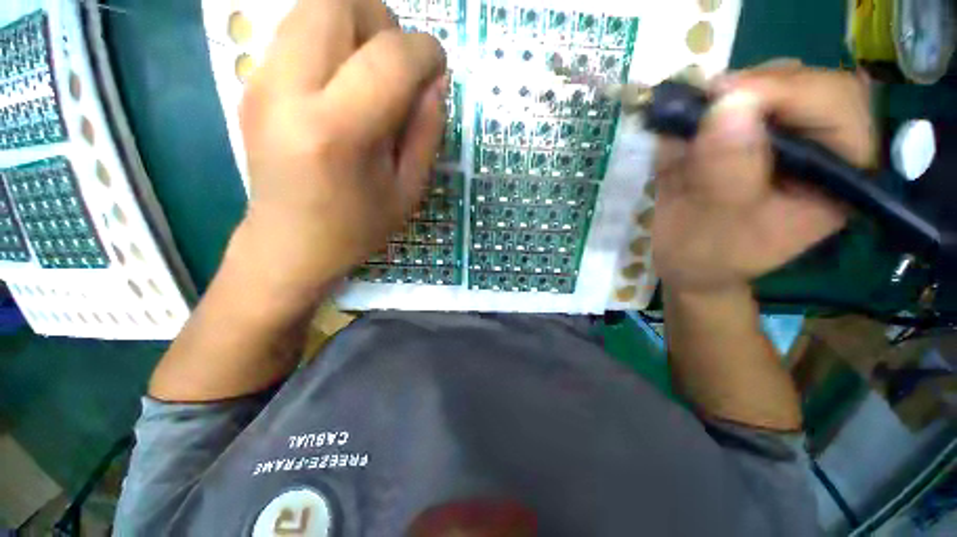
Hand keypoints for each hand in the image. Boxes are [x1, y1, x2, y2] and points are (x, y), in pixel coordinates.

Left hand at [231, 0, 446, 299]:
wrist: (288, 244)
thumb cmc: (356, 228)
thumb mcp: (408, 191)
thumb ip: (426, 132)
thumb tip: (435, 81)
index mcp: (337, 131)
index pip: (389, 56)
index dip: (425, 52)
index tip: (437, 70)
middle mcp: (289, 90)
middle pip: (339, 2)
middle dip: (383, 23)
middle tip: (397, 69)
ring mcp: (261, 80)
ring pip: (314, 6)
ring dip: (356, 28)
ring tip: (370, 78)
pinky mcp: (252, 81)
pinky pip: (298, 30)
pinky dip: (332, 42)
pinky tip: (341, 87)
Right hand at [651, 63, 873, 293]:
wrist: (687, 261)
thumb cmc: (708, 255)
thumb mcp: (715, 223)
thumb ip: (727, 171)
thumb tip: (728, 104)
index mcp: (837, 176)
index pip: (838, 105)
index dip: (788, 90)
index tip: (723, 99)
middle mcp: (822, 146)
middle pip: (808, 81)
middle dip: (754, 87)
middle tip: (703, 104)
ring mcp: (787, 135)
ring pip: (772, 80)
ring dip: (728, 93)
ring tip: (692, 123)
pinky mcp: (754, 132)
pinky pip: (739, 96)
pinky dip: (707, 104)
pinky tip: (686, 129)